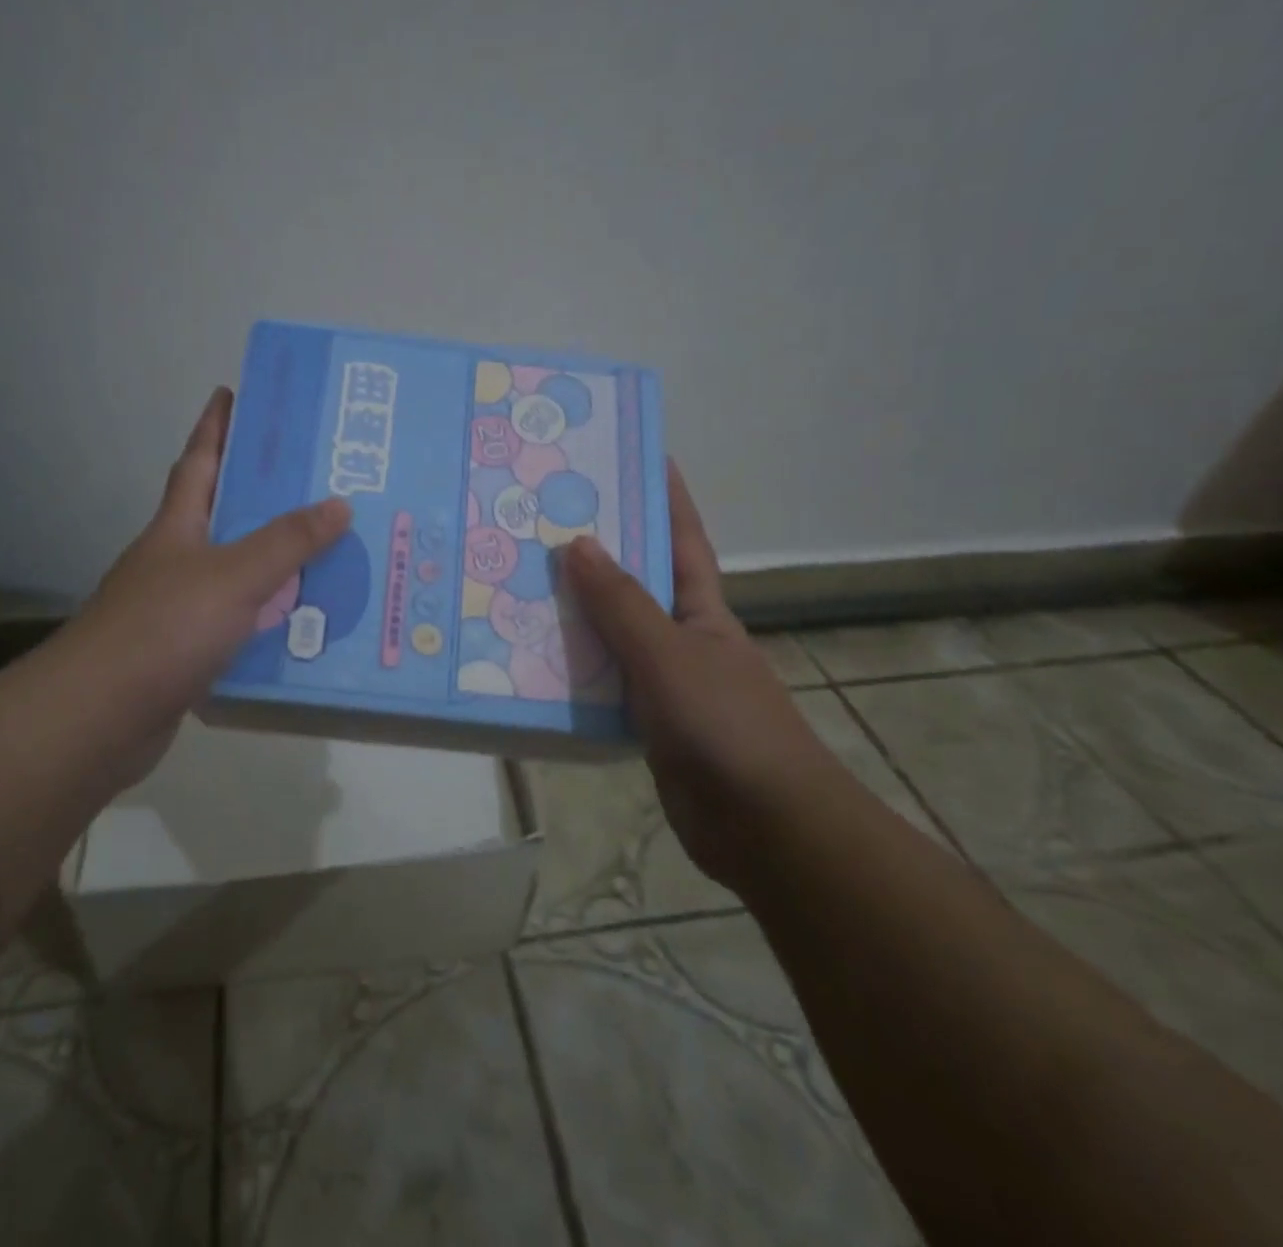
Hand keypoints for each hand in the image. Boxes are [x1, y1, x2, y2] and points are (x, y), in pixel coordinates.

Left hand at [56, 387, 349, 792]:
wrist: (100, 717)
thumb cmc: (164, 629)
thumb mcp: (234, 575)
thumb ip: (287, 541)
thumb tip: (339, 503)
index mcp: (178, 527)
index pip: (199, 461)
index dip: (216, 425)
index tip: (234, 391)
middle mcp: (176, 560)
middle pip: (223, 514)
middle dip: (262, 492)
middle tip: (318, 477)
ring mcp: (179, 607)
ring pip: (237, 571)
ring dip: (275, 561)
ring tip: (330, 550)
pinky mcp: (187, 652)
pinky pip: (240, 621)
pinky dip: (268, 616)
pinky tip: (303, 623)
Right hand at [562, 463, 834, 886]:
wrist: (764, 826)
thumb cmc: (725, 725)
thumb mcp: (667, 655)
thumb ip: (621, 604)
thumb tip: (578, 543)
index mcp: (702, 610)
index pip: (682, 539)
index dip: (665, 496)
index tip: (636, 455)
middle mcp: (683, 638)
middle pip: (636, 585)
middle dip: (598, 554)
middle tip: (541, 523)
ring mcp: (665, 682)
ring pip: (612, 637)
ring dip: (574, 617)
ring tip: (518, 586)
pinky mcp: (646, 724)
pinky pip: (602, 686)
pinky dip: (573, 673)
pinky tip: (530, 662)